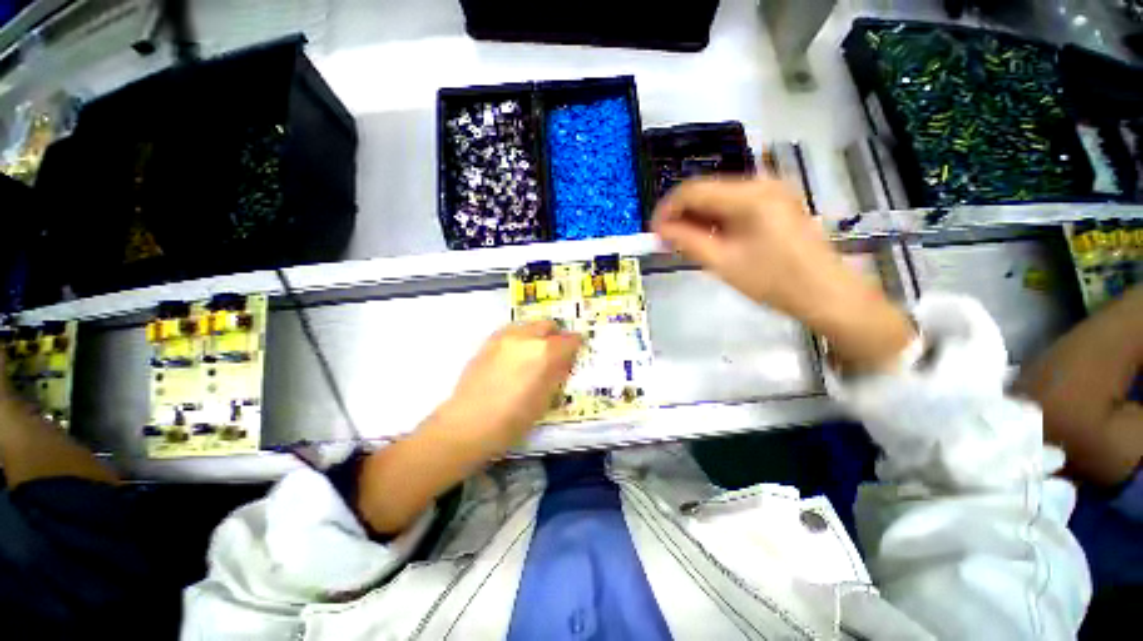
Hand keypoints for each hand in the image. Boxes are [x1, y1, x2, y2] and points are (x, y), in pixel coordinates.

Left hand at [437, 321, 581, 451]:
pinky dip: (520, 337)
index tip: (576, 351)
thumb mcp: (545, 400)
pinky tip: (515, 355)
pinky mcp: (488, 342)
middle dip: (556, 335)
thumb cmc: (513, 419)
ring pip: (528, 325)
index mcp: (544, 352)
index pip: (569, 340)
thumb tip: (564, 361)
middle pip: (548, 325)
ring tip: (535, 353)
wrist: (467, 424)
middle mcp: (525, 337)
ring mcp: (504, 337)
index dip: (576, 345)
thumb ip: (557, 375)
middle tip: (557, 352)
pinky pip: (511, 331)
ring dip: (537, 334)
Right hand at [652, 177, 914, 371]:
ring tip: (683, 242)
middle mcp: (761, 183)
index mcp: (750, 195)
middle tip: (666, 240)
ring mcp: (771, 191)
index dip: (667, 209)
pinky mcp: (775, 202)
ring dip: (697, 217)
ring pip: (718, 197)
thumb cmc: (773, 281)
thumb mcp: (723, 263)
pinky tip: (708, 238)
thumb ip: (687, 241)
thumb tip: (660, 229)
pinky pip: (734, 204)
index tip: (653, 231)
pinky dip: (715, 220)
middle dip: (681, 214)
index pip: (693, 190)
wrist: (824, 293)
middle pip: (706, 190)